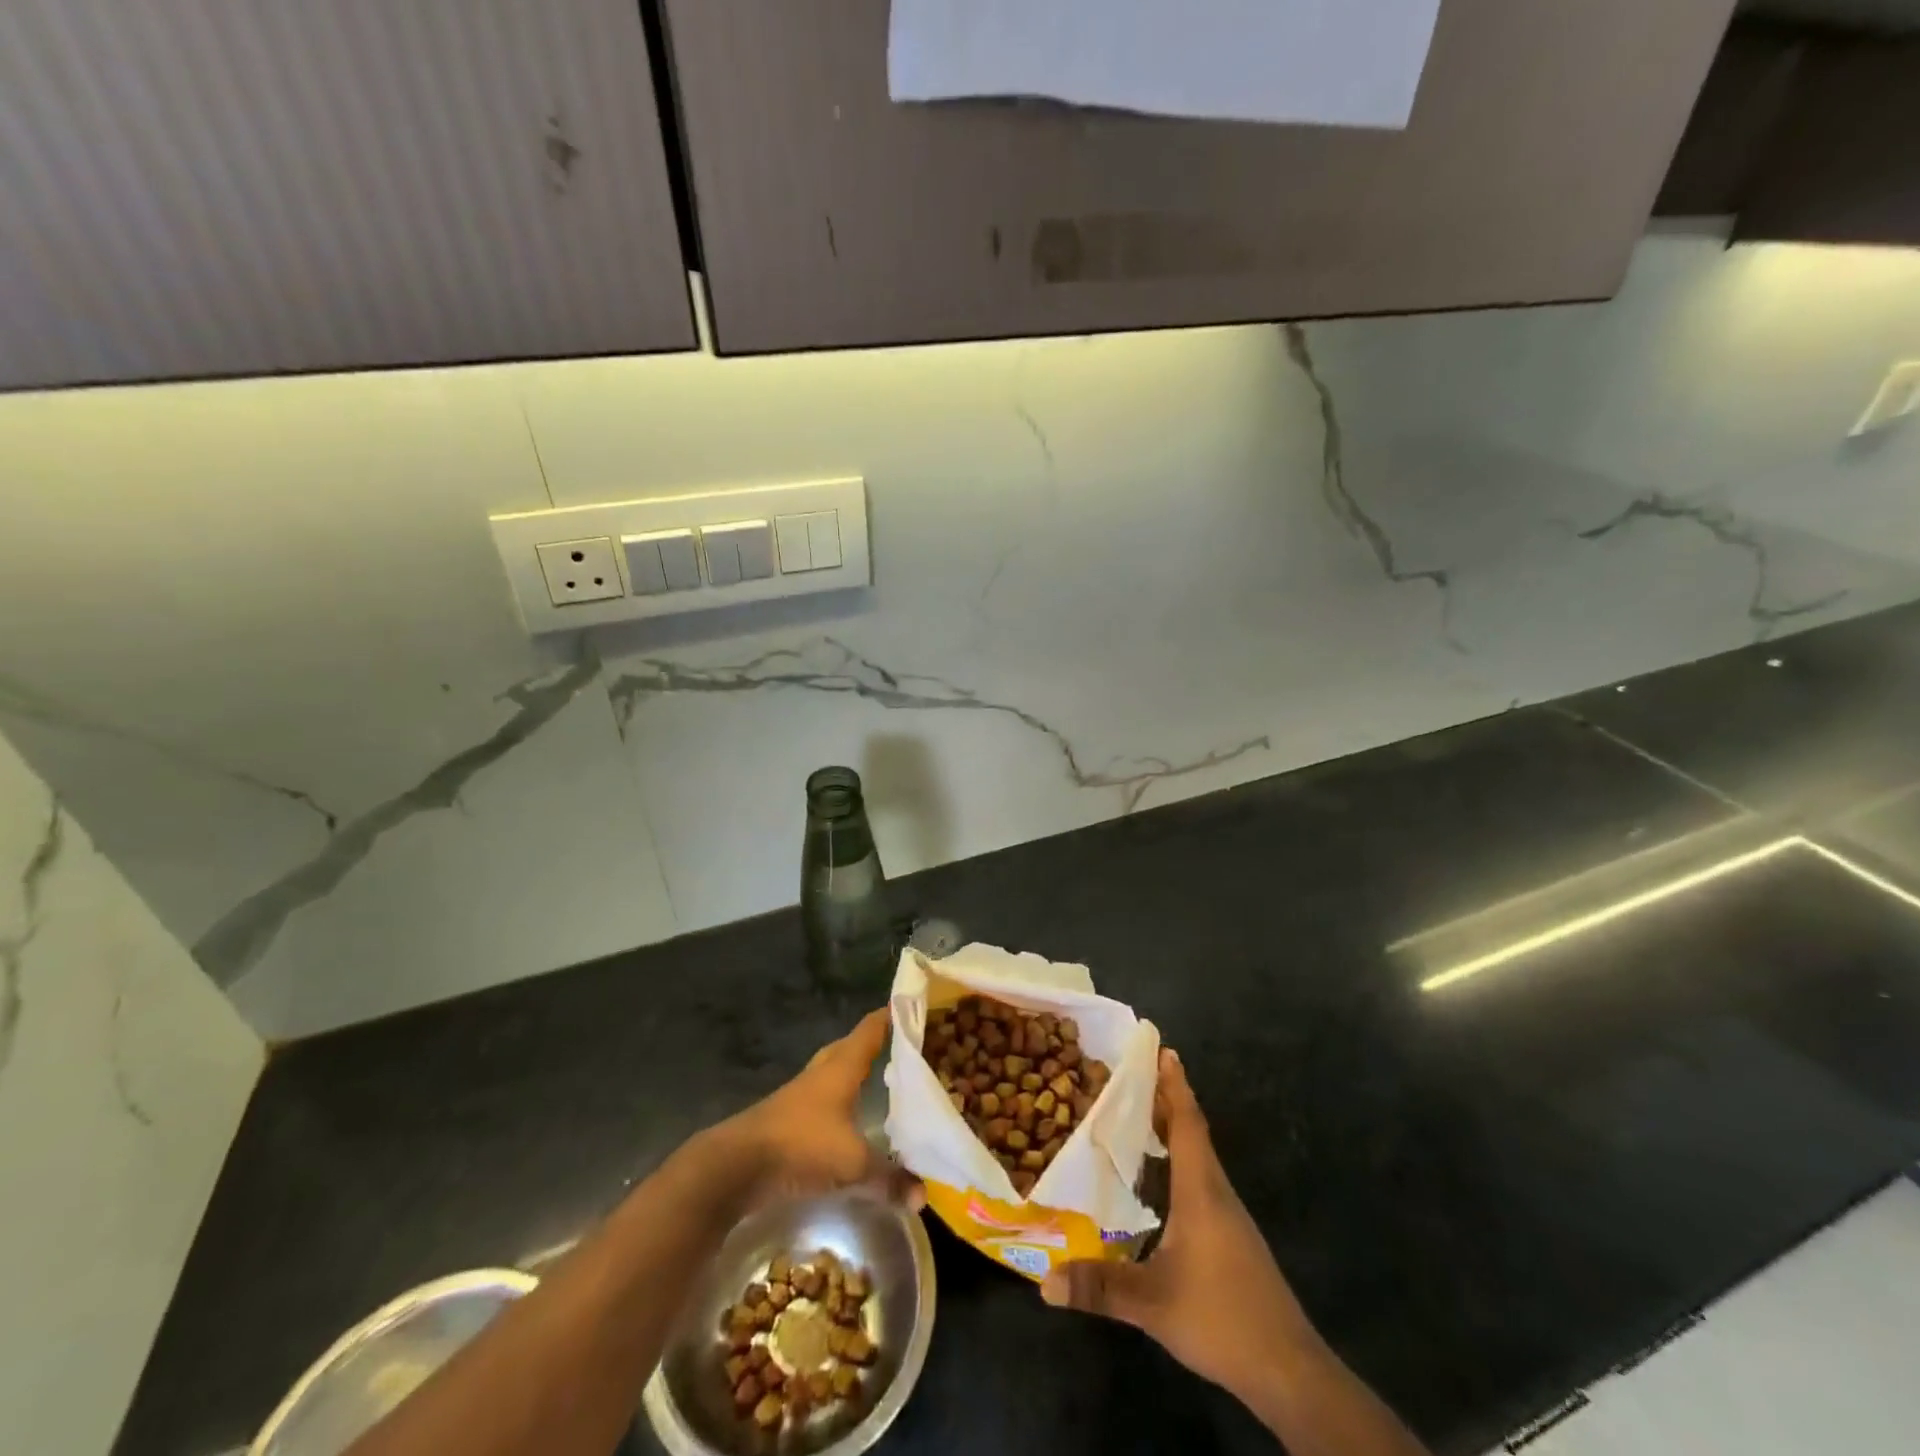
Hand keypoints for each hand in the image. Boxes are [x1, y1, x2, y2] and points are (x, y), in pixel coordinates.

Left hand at [726, 1009, 921, 1208]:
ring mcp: (800, 1095)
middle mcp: (821, 1073)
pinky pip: (821, 1101)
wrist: (736, 1165)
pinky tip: (848, 1121)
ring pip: (833, 1073)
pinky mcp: (787, 1119)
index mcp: (842, 1067)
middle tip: (901, 1047)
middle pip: (850, 1047)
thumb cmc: (801, 1145)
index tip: (914, 1005)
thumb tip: (923, 1197)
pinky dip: (838, 1103)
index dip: (892, 1016)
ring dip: (853, 1074)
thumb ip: (889, 1178)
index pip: (871, 1029)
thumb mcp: (852, 1163)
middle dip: (873, 1044)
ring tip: (879, 1082)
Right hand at [1040, 1048, 1317, 1397]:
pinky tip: (1158, 1180)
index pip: (1187, 1123)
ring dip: (1171, 1131)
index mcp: (1201, 1191)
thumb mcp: (1153, 1303)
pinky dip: (1177, 1162)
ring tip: (1137, 1117)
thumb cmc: (1223, 1318)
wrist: (1289, 1371)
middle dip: (1165, 1100)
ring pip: (1197, 1157)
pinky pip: (1200, 1181)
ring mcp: (1228, 1217)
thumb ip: (1100, 1287)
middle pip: (1191, 1132)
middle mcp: (1217, 1193)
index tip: (1162, 1050)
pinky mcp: (1231, 1238)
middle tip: (1132, 1076)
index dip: (1174, 1085)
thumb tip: (1043, 1281)